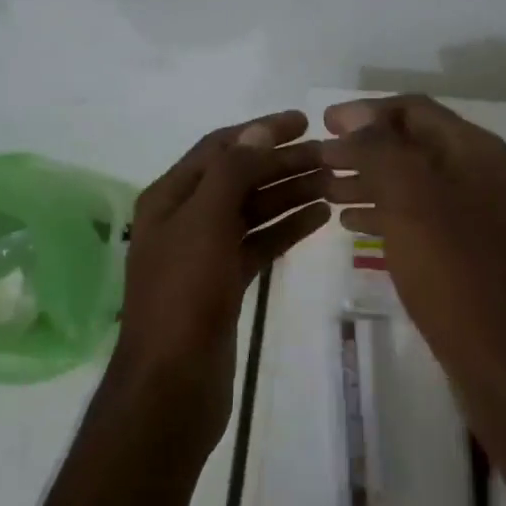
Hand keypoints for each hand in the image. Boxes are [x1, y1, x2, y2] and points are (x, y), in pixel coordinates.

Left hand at [114, 110, 328, 452]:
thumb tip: (258, 131)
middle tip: (332, 154)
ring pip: (253, 210)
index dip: (260, 131)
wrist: (173, 383)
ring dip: (290, 193)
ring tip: (335, 181)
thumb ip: (231, 173)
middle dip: (283, 163)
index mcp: (171, 197)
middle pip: (240, 177)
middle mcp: (186, 218)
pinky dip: (287, 228)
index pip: (220, 148)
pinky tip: (320, 217)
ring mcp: (206, 252)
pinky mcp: (225, 283)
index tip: (304, 121)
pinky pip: (259, 243)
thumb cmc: (184, 295)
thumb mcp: (205, 222)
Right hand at [320, 95, 505, 361]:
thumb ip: (380, 149)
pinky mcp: (469, 251)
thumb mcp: (409, 198)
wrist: (503, 357)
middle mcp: (481, 174)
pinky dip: (385, 212)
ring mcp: (478, 214)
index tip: (324, 122)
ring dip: (369, 180)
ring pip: (413, 183)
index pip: (414, 110)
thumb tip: (356, 116)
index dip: (366, 112)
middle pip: (413, 145)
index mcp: (474, 151)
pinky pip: (420, 217)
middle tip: (318, 158)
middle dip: (363, 148)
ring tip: (324, 190)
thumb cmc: (452, 269)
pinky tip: (352, 224)